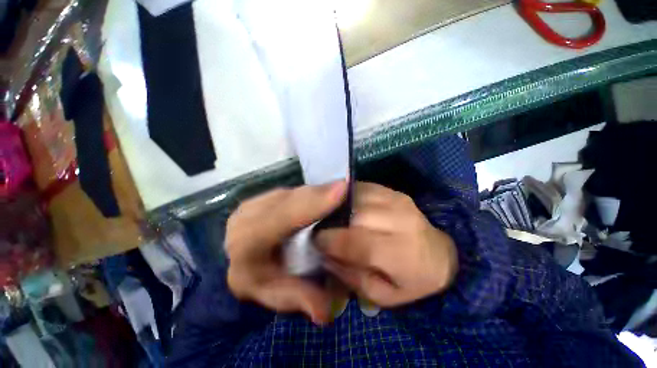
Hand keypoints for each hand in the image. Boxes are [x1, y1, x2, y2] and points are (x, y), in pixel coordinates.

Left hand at [226, 181, 346, 324]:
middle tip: (346, 188)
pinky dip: (309, 191)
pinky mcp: (261, 197)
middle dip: (319, 194)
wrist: (240, 260)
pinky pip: (290, 190)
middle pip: (289, 200)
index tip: (341, 191)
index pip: (279, 219)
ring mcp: (254, 203)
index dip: (311, 205)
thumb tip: (325, 312)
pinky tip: (322, 194)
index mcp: (246, 244)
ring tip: (339, 190)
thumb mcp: (277, 294)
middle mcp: (246, 218)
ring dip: (316, 191)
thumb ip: (299, 299)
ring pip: (292, 192)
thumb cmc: (259, 279)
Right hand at [317, 182, 457, 307]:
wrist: (441, 254)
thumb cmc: (413, 281)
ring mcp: (397, 200)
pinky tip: (342, 205)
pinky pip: (362, 188)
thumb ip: (352, 277)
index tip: (314, 241)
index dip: (329, 240)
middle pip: (353, 215)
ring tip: (329, 216)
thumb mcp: (383, 295)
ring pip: (355, 197)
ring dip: (337, 206)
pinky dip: (347, 195)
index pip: (356, 242)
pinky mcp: (393, 191)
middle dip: (330, 221)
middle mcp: (399, 220)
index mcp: (401, 252)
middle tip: (320, 228)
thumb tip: (325, 255)